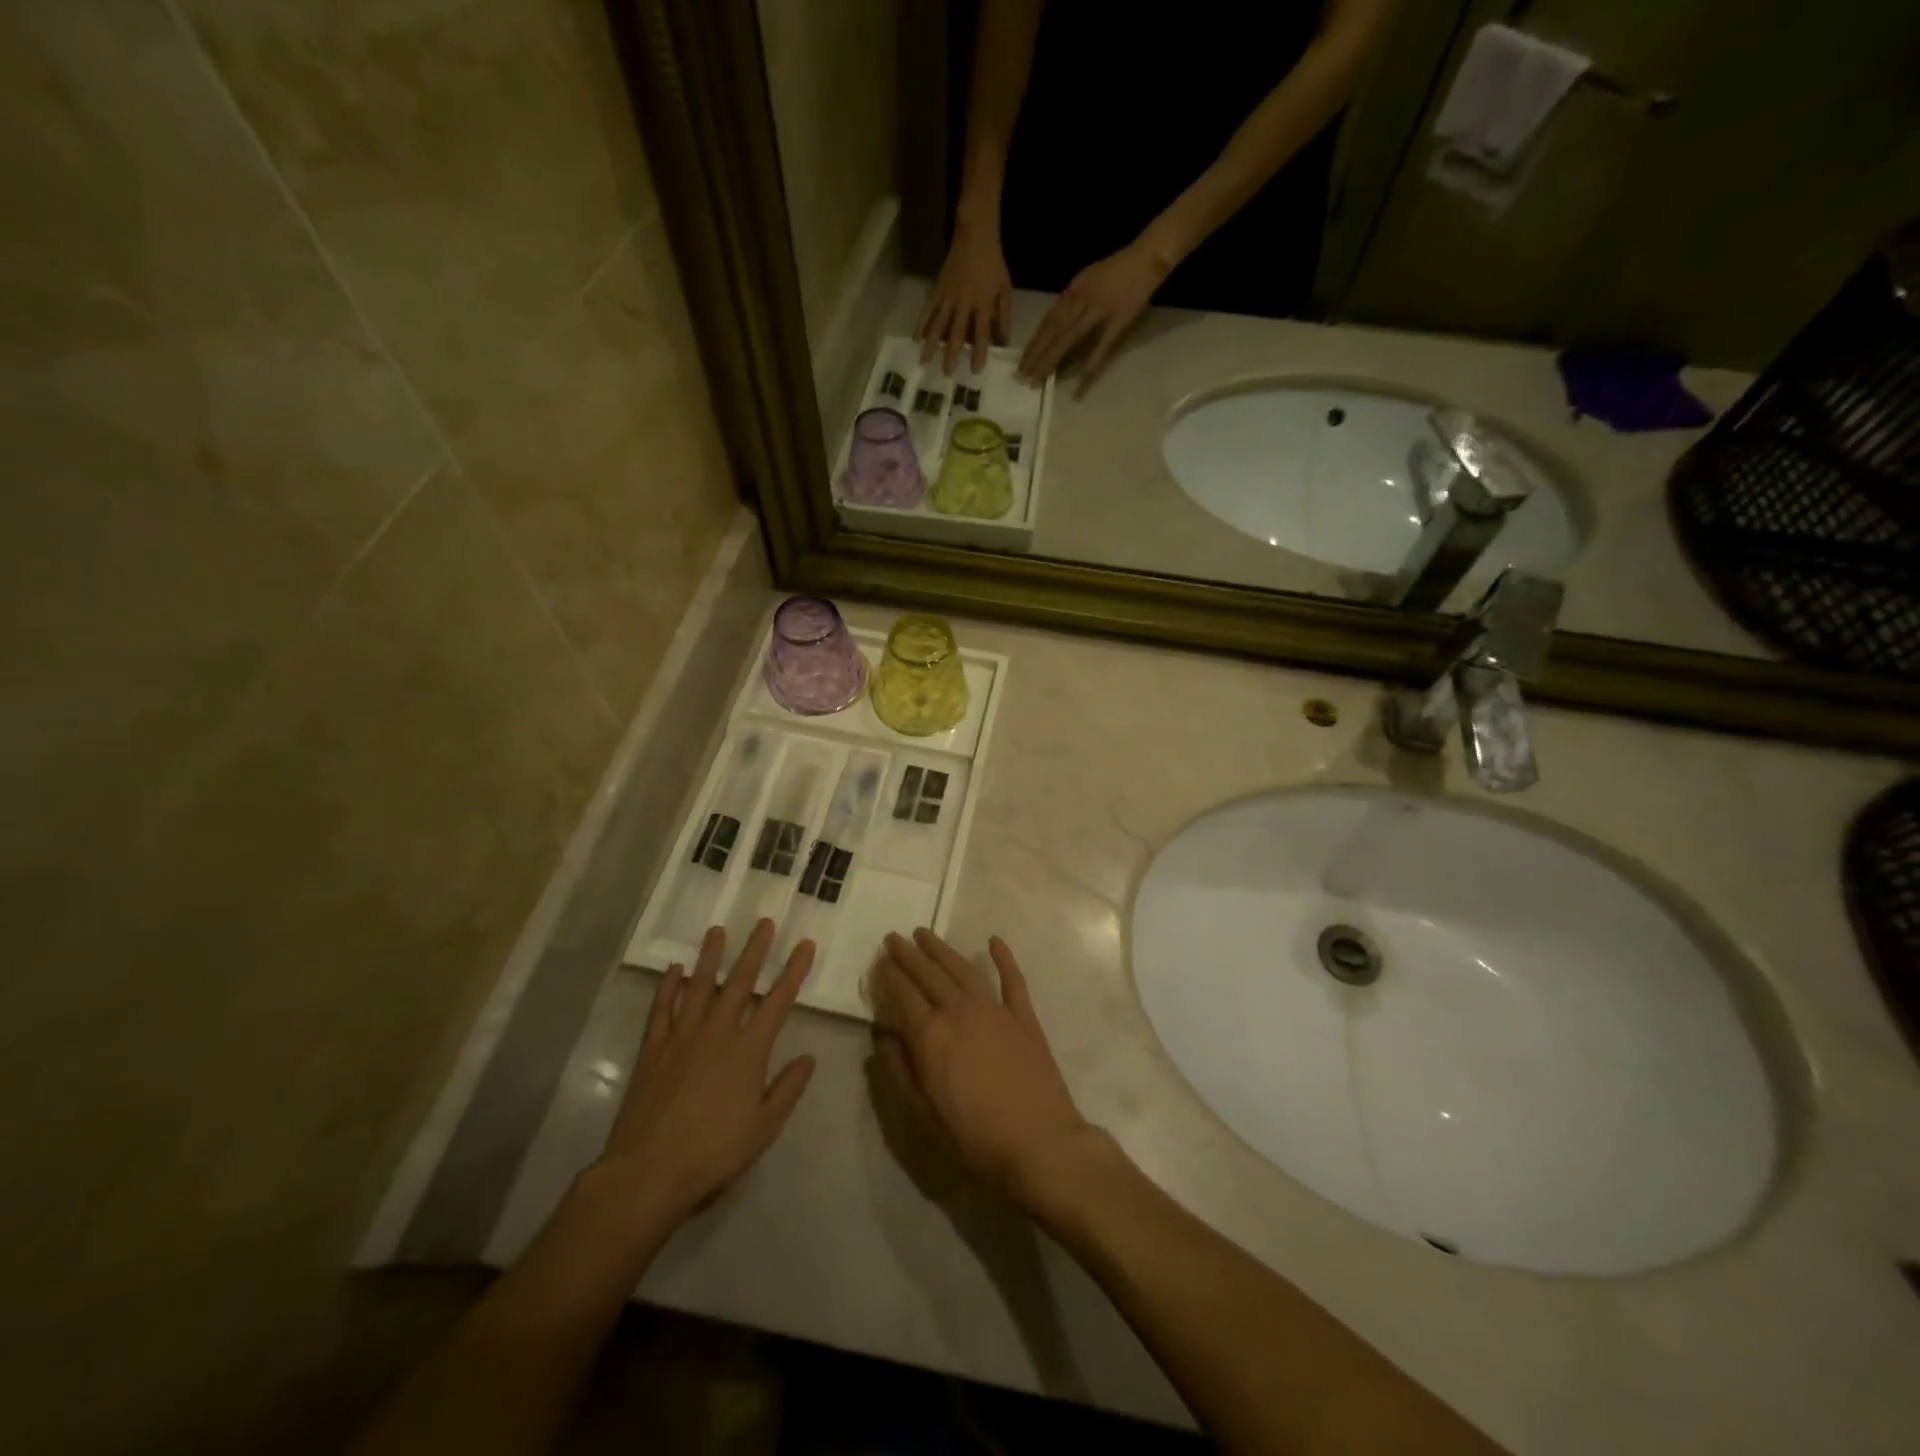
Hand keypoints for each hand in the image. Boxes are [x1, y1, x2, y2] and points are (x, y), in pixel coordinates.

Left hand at [589, 921, 816, 1228]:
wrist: (648, 1172)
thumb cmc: (714, 1153)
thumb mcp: (764, 1128)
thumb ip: (788, 1089)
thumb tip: (808, 1058)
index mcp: (749, 1050)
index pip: (779, 1001)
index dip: (794, 971)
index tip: (805, 944)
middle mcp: (717, 1033)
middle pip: (739, 982)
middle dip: (755, 950)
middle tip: (764, 922)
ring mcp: (682, 1037)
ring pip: (699, 986)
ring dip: (710, 957)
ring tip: (717, 931)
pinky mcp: (653, 1049)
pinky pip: (661, 1009)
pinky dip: (668, 987)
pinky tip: (674, 969)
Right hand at [871, 929, 1095, 1206]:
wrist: (1040, 1143)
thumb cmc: (974, 1137)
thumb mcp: (922, 1114)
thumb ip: (899, 1070)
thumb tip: (884, 1036)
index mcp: (931, 1035)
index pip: (902, 994)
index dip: (888, 975)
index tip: (878, 960)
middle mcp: (960, 1011)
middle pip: (928, 974)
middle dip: (908, 954)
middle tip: (894, 937)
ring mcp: (994, 1009)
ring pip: (962, 968)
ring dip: (942, 949)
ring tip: (925, 933)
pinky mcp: (1023, 1017)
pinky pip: (1012, 979)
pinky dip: (1003, 958)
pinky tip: (995, 941)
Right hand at [917, 220, 1013, 375]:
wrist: (974, 235)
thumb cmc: (993, 264)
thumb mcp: (1005, 289)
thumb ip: (1004, 316)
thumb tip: (1003, 341)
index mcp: (982, 303)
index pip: (981, 333)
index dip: (978, 352)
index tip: (975, 370)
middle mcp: (963, 303)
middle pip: (956, 333)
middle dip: (951, 355)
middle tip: (947, 375)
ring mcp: (948, 296)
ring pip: (937, 324)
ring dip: (931, 345)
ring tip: (924, 362)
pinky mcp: (938, 290)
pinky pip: (928, 310)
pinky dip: (921, 325)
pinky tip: (916, 339)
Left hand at [1018, 242, 1167, 396]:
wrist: (1147, 255)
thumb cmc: (1118, 269)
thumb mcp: (1088, 278)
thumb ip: (1072, 300)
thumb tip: (1055, 324)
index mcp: (1074, 289)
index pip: (1049, 320)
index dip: (1035, 341)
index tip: (1023, 360)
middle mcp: (1082, 299)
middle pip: (1053, 331)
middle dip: (1036, 354)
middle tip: (1022, 376)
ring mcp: (1100, 310)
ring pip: (1069, 339)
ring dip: (1052, 360)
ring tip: (1038, 379)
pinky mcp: (1118, 321)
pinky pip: (1101, 348)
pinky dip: (1089, 368)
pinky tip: (1078, 386)